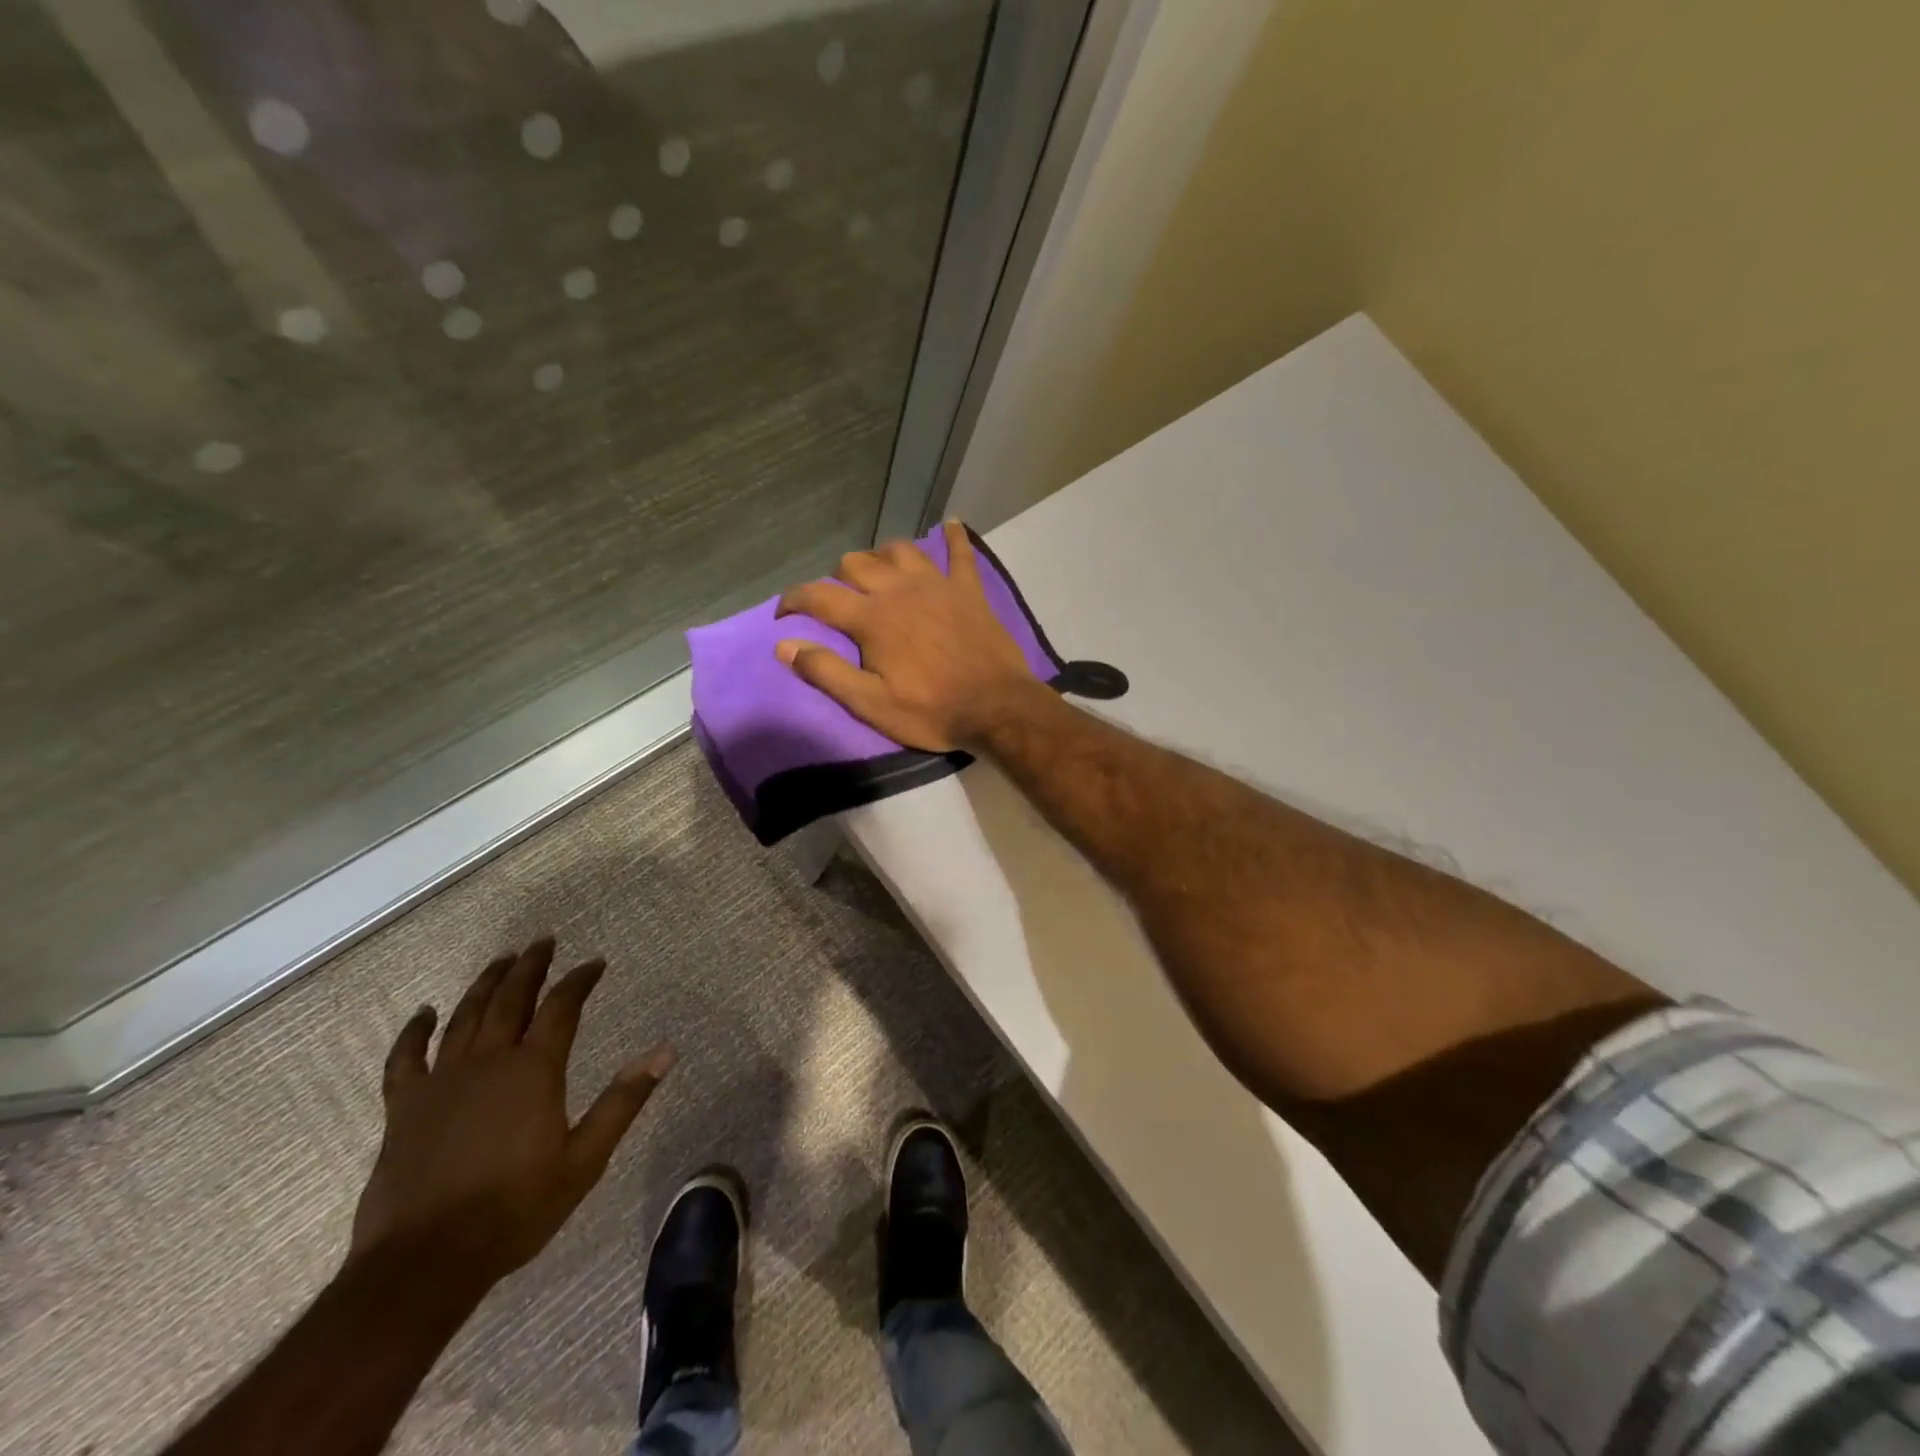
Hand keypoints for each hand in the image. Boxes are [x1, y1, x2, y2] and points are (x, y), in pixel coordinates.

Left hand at [348, 939, 673, 1286]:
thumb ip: (623, 1101)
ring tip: (501, 960)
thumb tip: (665, 1051)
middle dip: (530, 966)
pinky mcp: (404, 1108)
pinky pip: (406, 1059)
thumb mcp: (584, 1159)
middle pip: (511, 999)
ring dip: (485, 983)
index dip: (580, 980)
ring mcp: (441, 1082)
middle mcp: (489, 1062)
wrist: (424, 1263)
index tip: (595, 963)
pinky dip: (414, 1032)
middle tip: (543, 940)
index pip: (562, 1007)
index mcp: (534, 1070)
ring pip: (465, 1017)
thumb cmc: (514, 1210)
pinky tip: (424, 1013)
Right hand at [775, 520, 1043, 751]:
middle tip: (839, 602)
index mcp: (872, 619)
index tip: (783, 612)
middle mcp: (900, 590)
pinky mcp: (968, 590)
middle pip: (856, 564)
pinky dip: (954, 537)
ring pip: (899, 550)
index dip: (794, 600)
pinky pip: (961, 553)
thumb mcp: (871, 704)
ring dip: (881, 556)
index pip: (819, 596)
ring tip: (878, 573)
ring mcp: (937, 585)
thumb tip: (784, 646)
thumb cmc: (932, 711)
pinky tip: (951, 524)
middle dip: (837, 578)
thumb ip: (826, 672)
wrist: (997, 706)